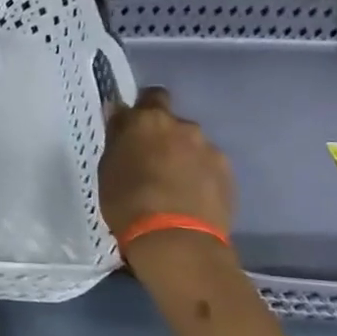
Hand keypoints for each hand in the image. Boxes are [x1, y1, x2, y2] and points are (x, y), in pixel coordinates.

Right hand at [99, 87, 233, 242]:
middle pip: (172, 123)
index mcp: (148, 120)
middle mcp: (183, 126)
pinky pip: (208, 166)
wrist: (175, 239)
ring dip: (182, 157)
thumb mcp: (108, 166)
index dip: (142, 109)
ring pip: (192, 145)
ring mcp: (209, 149)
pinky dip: (199, 175)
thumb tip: (119, 115)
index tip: (133, 128)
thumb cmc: (127, 200)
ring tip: (172, 185)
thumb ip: (118, 138)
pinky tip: (190, 197)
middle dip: (162, 137)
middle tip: (150, 162)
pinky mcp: (227, 173)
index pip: (150, 96)